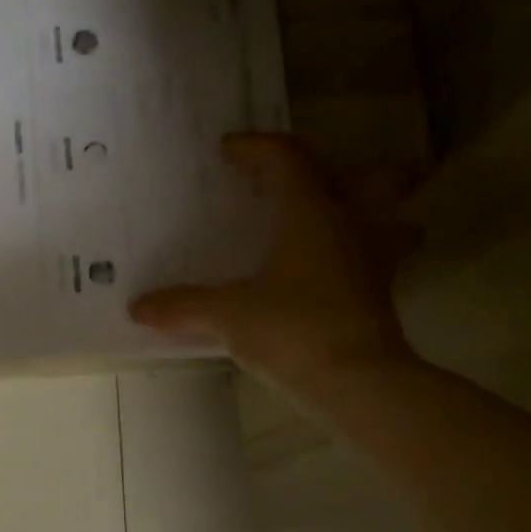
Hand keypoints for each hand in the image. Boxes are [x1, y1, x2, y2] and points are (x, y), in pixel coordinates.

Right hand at [130, 133, 416, 400]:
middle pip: (376, 176)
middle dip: (351, 168)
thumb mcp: (228, 315)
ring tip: (340, 222)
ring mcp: (374, 261)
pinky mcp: (379, 297)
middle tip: (314, 180)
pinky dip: (359, 256)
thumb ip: (183, 306)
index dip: (257, 147)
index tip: (228, 150)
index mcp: (312, 212)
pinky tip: (331, 275)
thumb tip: (138, 306)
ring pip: (392, 219)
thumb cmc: (293, 330)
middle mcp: (351, 225)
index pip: (288, 159)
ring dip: (375, 212)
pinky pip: (377, 260)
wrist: (357, 384)